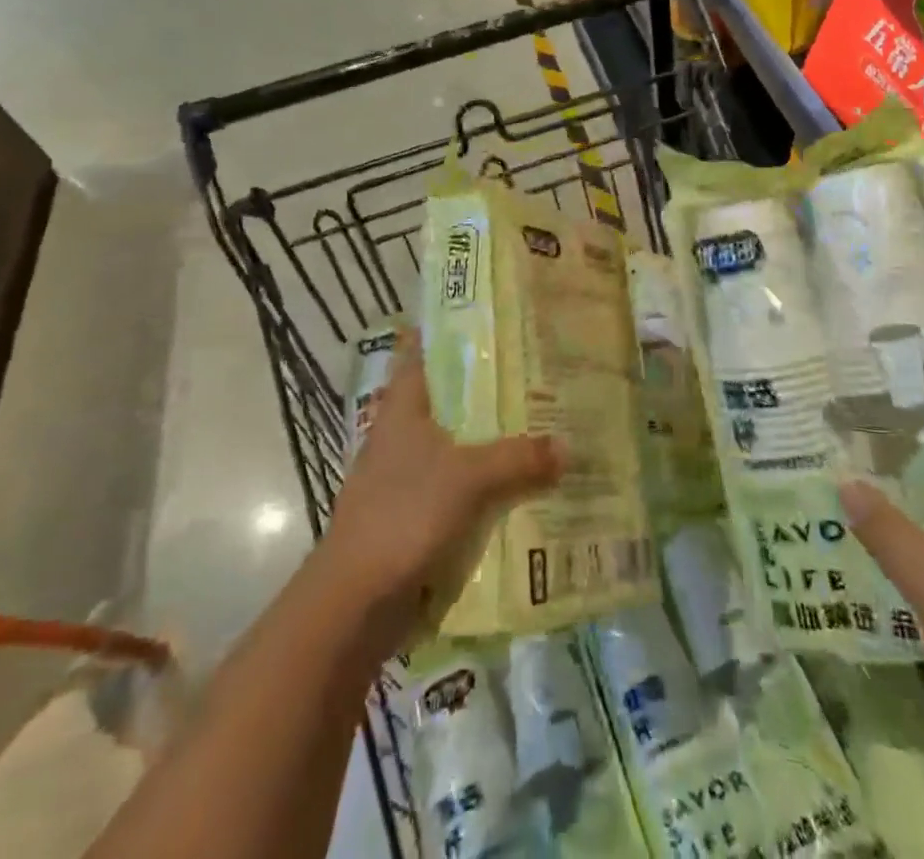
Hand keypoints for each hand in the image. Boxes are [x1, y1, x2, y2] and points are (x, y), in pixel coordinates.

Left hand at [321, 335, 562, 654]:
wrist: (355, 603)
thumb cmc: (403, 515)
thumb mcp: (468, 478)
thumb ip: (519, 459)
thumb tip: (567, 445)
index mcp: (404, 408)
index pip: (425, 352)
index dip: (454, 333)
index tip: (495, 319)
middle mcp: (403, 434)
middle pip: (452, 400)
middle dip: (492, 390)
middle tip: (541, 374)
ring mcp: (407, 476)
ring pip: (460, 445)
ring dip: (494, 441)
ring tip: (544, 426)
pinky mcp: (416, 514)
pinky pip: (461, 488)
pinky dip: (488, 484)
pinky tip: (525, 485)